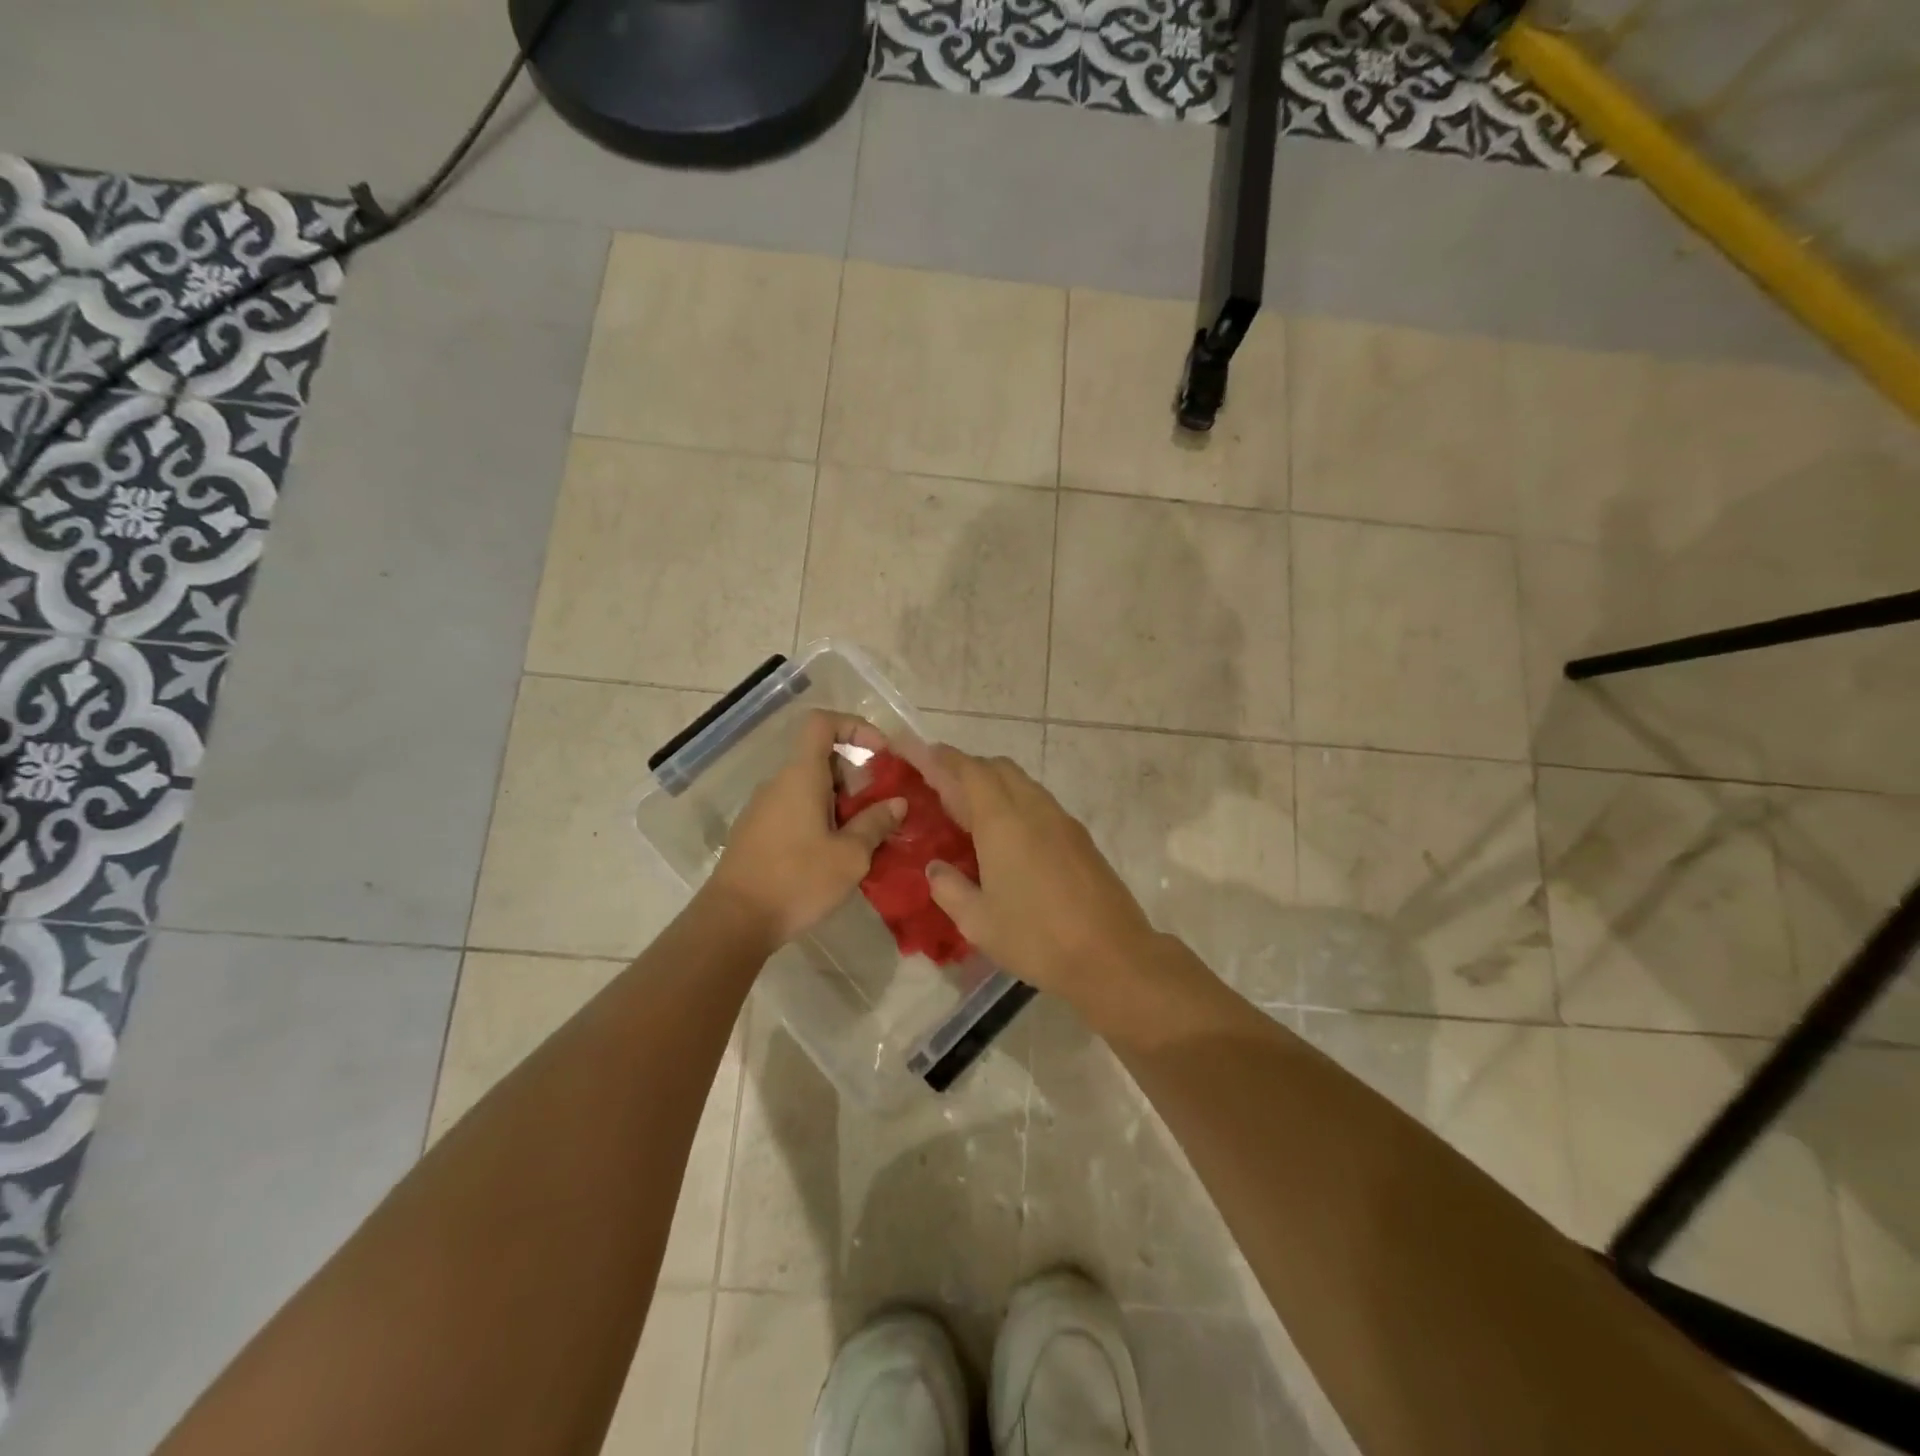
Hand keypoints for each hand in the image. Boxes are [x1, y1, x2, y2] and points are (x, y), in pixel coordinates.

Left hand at [705, 710, 904, 947]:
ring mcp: (763, 808)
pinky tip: (833, 857)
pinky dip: (821, 820)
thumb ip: (876, 823)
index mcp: (801, 776)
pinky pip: (796, 810)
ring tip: (862, 840)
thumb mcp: (850, 856)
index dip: (855, 727)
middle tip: (878, 812)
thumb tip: (896, 803)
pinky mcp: (756, 833)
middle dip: (856, 778)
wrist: (734, 921)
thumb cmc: (797, 880)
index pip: (822, 723)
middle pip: (821, 758)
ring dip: (841, 804)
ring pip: (810, 788)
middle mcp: (779, 783)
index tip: (881, 753)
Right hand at [919, 746, 1164, 1019]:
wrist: (1112, 955)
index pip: (969, 771)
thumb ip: (949, 889)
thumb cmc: (1036, 937)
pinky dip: (1018, 804)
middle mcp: (1033, 809)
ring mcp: (1062, 821)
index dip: (946, 759)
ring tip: (975, 816)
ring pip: (1024, 784)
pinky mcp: (1080, 838)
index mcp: (1002, 822)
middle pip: (999, 768)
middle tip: (946, 790)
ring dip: (997, 786)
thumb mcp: (977, 922)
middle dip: (970, 769)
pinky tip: (1011, 840)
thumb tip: (935, 868)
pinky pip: (1041, 804)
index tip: (927, 755)